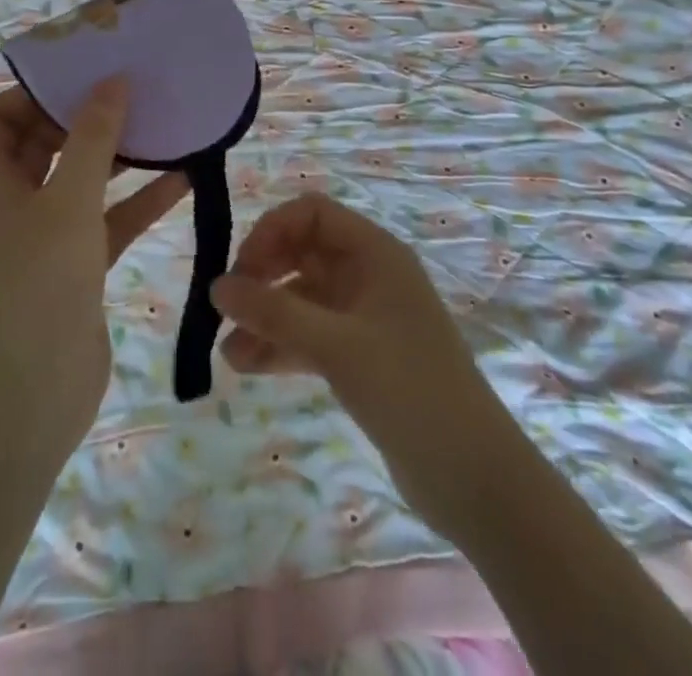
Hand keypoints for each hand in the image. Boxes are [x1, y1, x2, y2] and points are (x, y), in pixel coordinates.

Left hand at [0, 81, 185, 458]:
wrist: (33, 399)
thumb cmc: (38, 285)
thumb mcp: (69, 201)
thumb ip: (93, 138)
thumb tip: (112, 82)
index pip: (2, 114)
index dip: (39, 90)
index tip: (88, 72)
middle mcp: (7, 201)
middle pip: (46, 141)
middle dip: (88, 118)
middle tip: (135, 89)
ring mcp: (40, 234)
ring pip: (80, 179)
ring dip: (119, 157)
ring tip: (164, 124)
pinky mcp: (72, 264)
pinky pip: (104, 218)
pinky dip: (136, 201)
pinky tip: (183, 179)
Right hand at [210, 193, 512, 540]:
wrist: (475, 478)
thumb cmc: (409, 389)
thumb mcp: (336, 345)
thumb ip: (274, 313)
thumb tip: (216, 287)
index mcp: (375, 253)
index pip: (312, 214)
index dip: (272, 231)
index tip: (243, 269)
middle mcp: (369, 275)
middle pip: (303, 253)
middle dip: (262, 277)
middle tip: (227, 308)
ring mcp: (365, 317)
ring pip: (302, 299)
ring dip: (266, 317)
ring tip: (227, 351)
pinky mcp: (361, 356)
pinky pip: (310, 335)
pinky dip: (281, 346)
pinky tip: (247, 367)